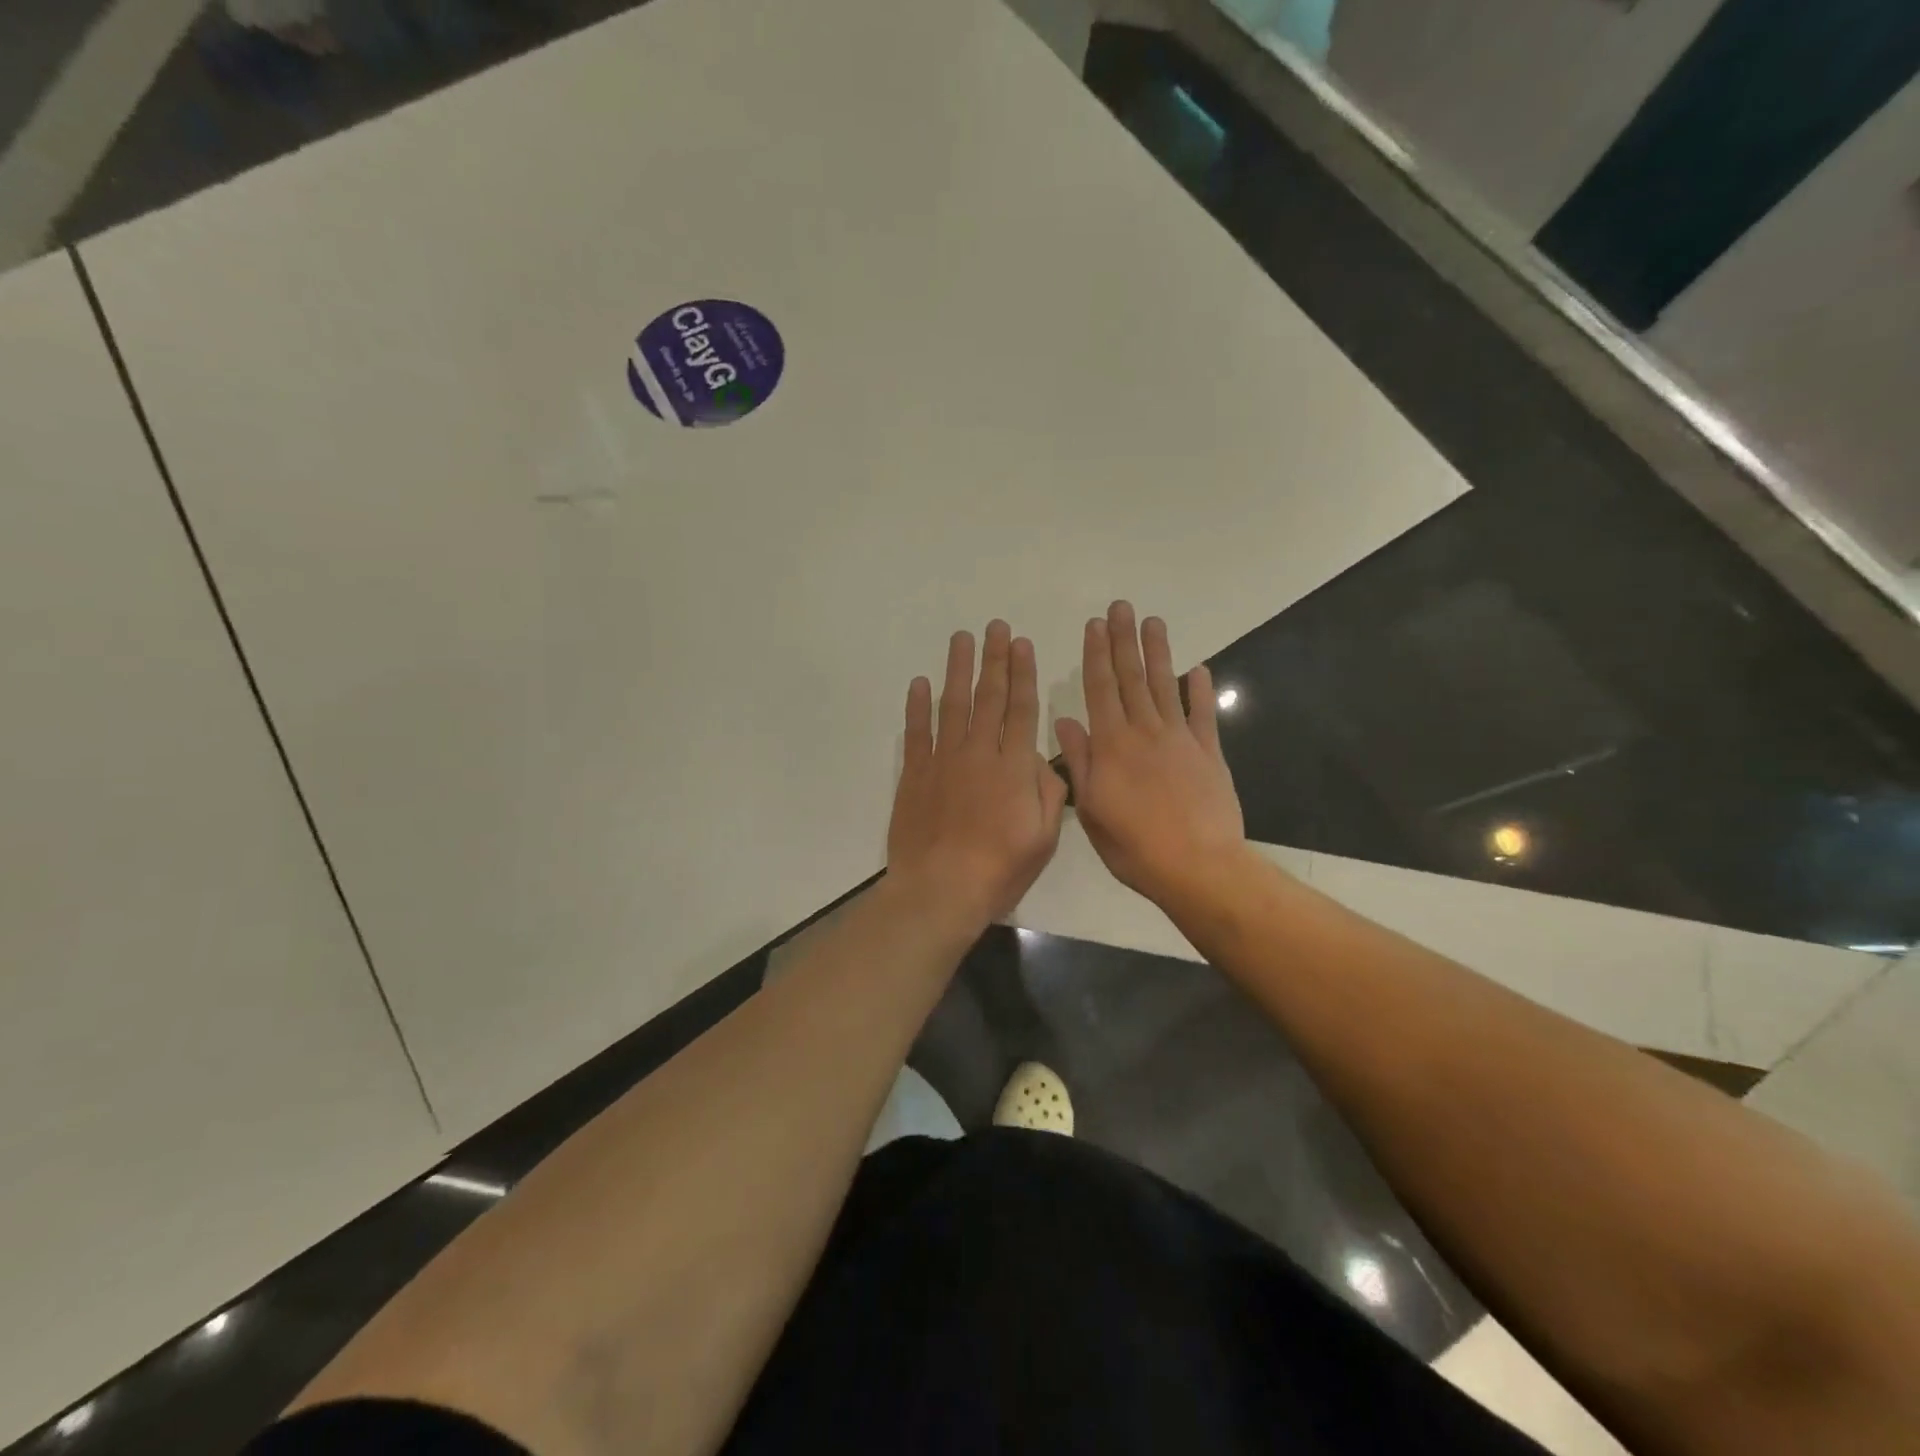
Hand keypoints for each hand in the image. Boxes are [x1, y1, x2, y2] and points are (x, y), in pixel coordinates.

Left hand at [887, 621, 1068, 928]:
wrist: (940, 889)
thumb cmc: (999, 869)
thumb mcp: (1044, 837)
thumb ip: (1048, 792)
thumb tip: (1041, 759)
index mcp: (1014, 767)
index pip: (1021, 709)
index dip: (1023, 675)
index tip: (1022, 645)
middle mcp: (978, 753)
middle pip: (989, 697)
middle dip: (994, 659)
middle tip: (995, 627)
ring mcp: (943, 760)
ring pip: (953, 705)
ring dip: (958, 669)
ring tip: (962, 638)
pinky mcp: (914, 774)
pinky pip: (916, 732)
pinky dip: (917, 706)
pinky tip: (919, 682)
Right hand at [1054, 602, 1245, 905]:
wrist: (1197, 866)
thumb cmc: (1134, 845)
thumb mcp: (1092, 809)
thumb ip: (1079, 762)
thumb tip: (1065, 721)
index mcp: (1111, 745)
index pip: (1100, 690)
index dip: (1096, 655)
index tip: (1094, 626)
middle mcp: (1144, 732)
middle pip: (1132, 678)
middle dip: (1125, 641)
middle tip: (1121, 607)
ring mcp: (1180, 740)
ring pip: (1164, 687)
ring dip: (1158, 653)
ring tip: (1153, 622)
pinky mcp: (1209, 754)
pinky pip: (1203, 715)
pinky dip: (1200, 691)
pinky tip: (1199, 669)